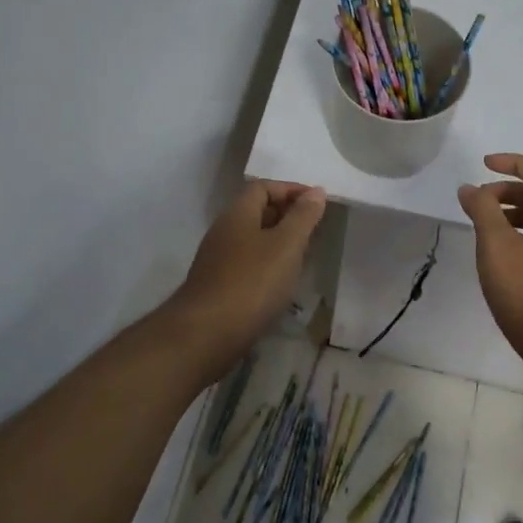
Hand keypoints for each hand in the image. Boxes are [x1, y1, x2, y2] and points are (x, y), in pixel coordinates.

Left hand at [167, 180, 327, 379]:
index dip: (291, 189)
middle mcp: (223, 231)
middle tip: (315, 228)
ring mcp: (217, 260)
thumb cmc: (252, 282)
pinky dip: (268, 265)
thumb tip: (315, 191)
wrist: (205, 335)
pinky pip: (248, 263)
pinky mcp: (218, 286)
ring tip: (304, 255)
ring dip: (279, 242)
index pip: (263, 187)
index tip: (317, 202)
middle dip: (287, 215)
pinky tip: (282, 282)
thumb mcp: (286, 245)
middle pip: (257, 211)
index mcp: (237, 214)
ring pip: (253, 240)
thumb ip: (303, 216)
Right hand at [456, 153, 522, 386]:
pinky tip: (496, 255)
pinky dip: (516, 236)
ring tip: (482, 227)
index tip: (484, 166)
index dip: (513, 162)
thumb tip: (469, 188)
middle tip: (477, 202)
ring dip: (509, 214)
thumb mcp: (497, 245)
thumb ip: (482, 211)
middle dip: (506, 191)